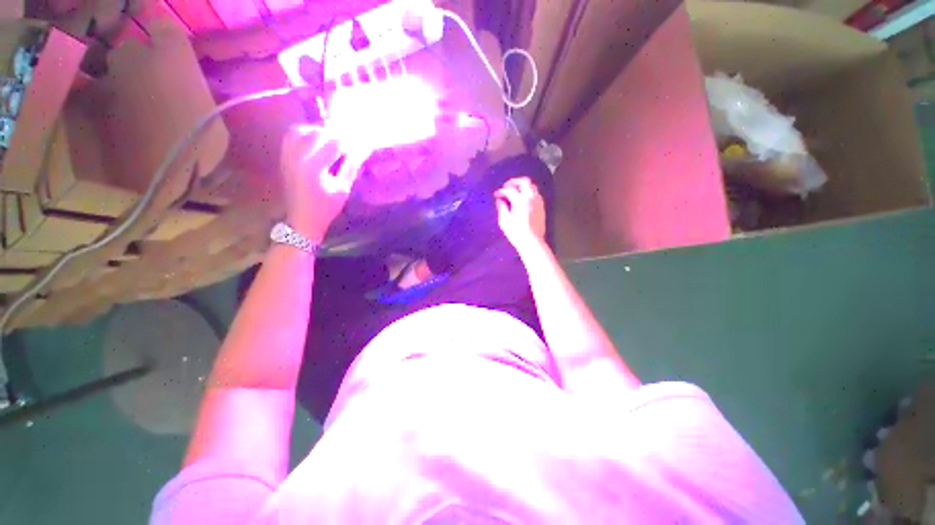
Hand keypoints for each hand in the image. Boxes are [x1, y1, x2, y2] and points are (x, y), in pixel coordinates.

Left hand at [280, 125, 364, 241]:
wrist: (302, 219)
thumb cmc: (326, 208)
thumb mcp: (343, 189)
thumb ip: (351, 167)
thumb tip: (363, 150)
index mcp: (314, 166)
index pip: (335, 142)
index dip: (350, 141)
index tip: (362, 145)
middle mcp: (297, 155)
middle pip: (319, 132)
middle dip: (337, 135)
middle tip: (350, 144)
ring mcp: (287, 154)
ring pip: (303, 130)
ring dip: (321, 132)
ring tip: (333, 141)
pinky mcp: (283, 156)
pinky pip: (292, 135)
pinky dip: (306, 133)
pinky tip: (317, 142)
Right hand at [494, 177, 546, 251]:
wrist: (532, 242)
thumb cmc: (516, 232)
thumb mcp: (504, 220)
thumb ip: (501, 207)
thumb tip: (500, 200)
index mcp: (520, 199)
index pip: (509, 190)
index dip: (501, 191)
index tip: (496, 195)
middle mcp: (531, 197)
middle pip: (524, 181)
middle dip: (514, 182)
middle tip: (506, 187)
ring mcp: (538, 201)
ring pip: (532, 186)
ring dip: (522, 187)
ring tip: (515, 193)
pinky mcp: (542, 207)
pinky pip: (536, 194)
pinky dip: (528, 193)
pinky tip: (523, 200)